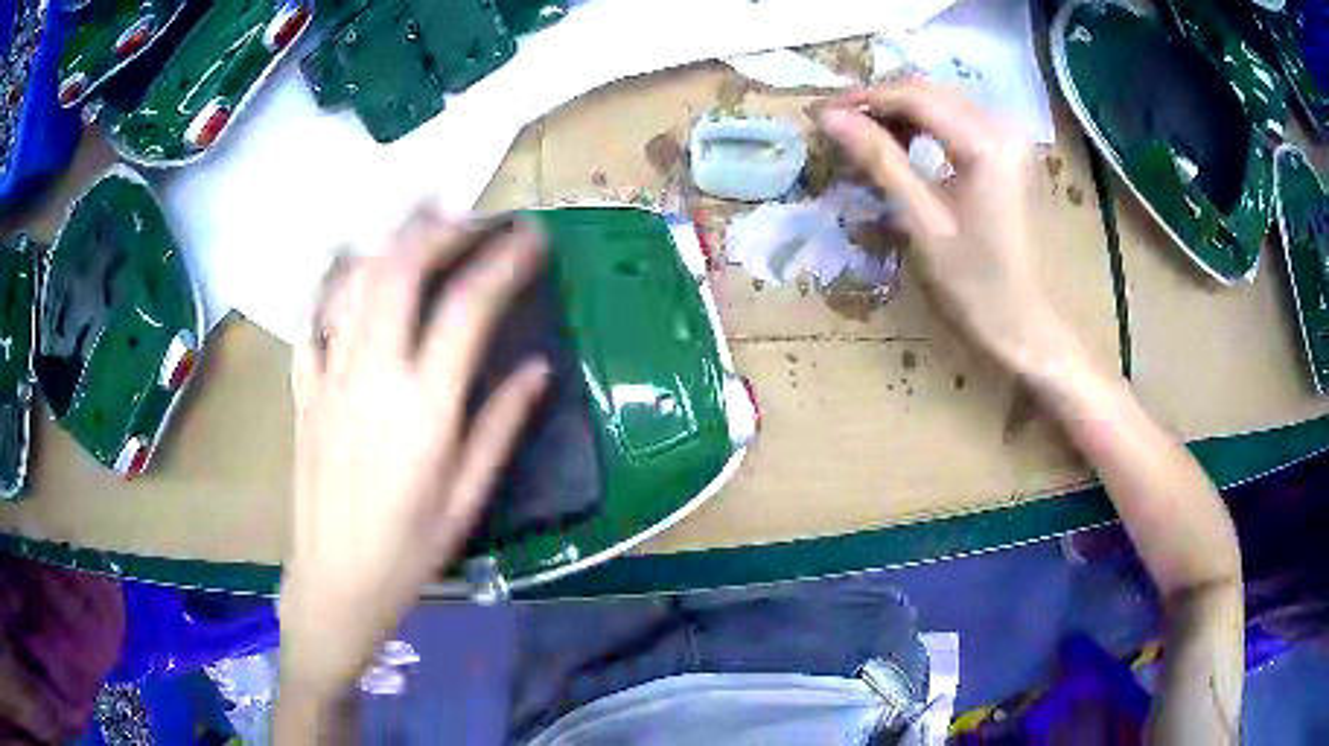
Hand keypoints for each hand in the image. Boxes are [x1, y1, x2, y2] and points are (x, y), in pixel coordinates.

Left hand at [278, 211, 547, 699]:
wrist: (335, 581)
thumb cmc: (410, 550)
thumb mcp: (467, 496)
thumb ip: (501, 425)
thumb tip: (538, 368)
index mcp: (423, 406)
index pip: (468, 307)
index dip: (504, 261)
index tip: (532, 238)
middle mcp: (372, 375)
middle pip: (401, 270)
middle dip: (442, 227)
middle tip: (474, 215)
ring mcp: (330, 376)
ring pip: (355, 281)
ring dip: (390, 238)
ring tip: (419, 218)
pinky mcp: (304, 389)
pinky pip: (315, 317)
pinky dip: (334, 280)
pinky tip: (349, 266)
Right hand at [817, 78, 1083, 377]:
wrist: (1027, 324)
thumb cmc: (976, 284)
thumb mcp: (922, 222)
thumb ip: (880, 161)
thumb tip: (830, 118)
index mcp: (985, 143)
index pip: (915, 97)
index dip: (865, 99)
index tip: (823, 113)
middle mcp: (1003, 126)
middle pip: (930, 90)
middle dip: (881, 101)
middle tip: (839, 124)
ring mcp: (1012, 136)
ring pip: (944, 100)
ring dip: (902, 110)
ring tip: (865, 135)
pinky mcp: (1012, 151)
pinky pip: (961, 119)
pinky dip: (927, 124)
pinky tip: (905, 143)